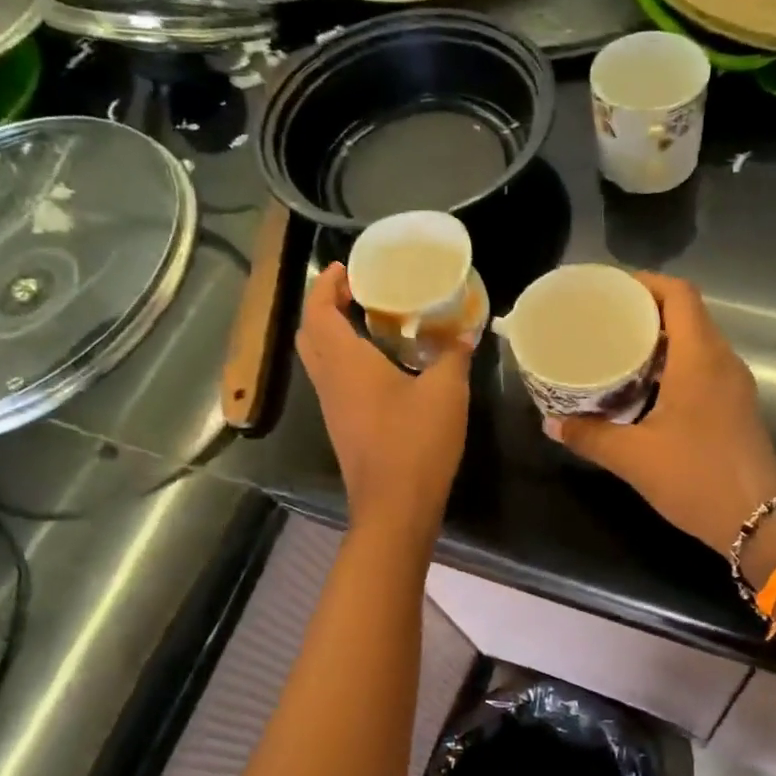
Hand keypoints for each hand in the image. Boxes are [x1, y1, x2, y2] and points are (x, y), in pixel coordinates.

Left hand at [296, 262, 472, 542]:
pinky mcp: (343, 427)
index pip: (318, 311)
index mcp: (345, 363)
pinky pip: (334, 381)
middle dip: (326, 306)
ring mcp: (333, 407)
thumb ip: (453, 354)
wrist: (395, 507)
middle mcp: (330, 381)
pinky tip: (382, 365)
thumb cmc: (416, 442)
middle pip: (310, 333)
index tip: (346, 268)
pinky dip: (346, 361)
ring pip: (319, 359)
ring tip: (371, 321)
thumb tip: (465, 330)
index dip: (325, 284)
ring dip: (334, 334)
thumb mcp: (446, 392)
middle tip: (358, 292)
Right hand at [546, 273, 775, 554]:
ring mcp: (734, 385)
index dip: (646, 282)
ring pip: (697, 342)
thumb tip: (551, 425)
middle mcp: (723, 361)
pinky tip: (644, 388)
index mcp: (700, 358)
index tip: (611, 290)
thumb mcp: (634, 457)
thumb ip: (590, 436)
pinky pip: (704, 367)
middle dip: (646, 310)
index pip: (680, 294)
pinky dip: (674, 364)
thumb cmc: (697, 478)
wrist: (760, 522)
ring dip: (661, 339)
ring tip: (618, 349)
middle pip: (688, 314)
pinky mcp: (736, 407)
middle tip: (604, 320)